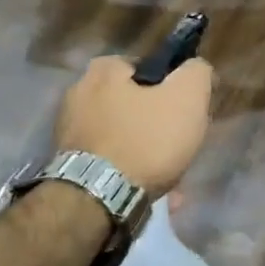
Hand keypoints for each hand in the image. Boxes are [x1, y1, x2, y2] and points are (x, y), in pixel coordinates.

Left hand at [54, 55, 213, 195]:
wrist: (98, 198)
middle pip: (135, 105)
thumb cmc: (146, 139)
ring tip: (170, 176)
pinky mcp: (68, 164)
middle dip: (159, 125)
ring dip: (147, 153)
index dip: (173, 87)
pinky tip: (150, 191)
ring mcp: (69, 131)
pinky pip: (111, 162)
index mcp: (103, 70)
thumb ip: (196, 73)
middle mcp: (78, 94)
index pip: (147, 67)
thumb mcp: (188, 96)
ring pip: (124, 136)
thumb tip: (195, 69)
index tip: (187, 110)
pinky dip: (130, 172)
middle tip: (180, 144)